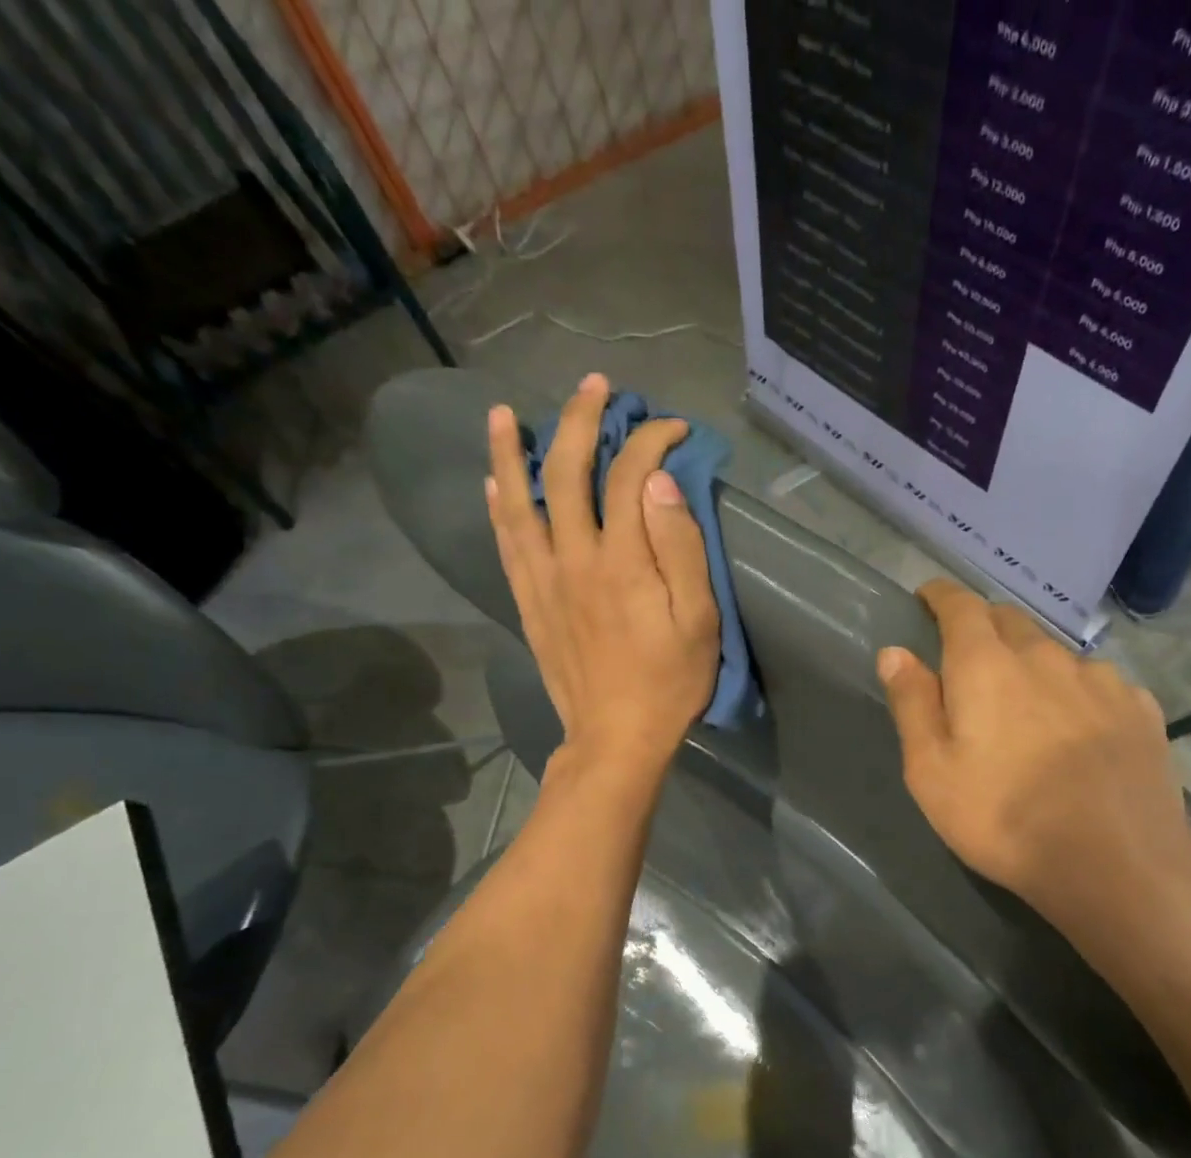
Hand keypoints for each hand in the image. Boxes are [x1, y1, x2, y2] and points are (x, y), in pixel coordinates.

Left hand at [486, 373, 719, 784]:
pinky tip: (492, 485)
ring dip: (511, 453)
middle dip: (580, 419)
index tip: (672, 427)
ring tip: (505, 415)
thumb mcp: (698, 620)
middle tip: (595, 386)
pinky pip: (506, 544)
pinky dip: (498, 508)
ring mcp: (543, 580)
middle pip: (566, 471)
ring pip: (518, 501)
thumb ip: (679, 547)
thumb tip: (657, 481)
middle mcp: (573, 558)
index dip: (649, 440)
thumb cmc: (669, 682)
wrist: (615, 738)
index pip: (627, 475)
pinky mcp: (529, 603)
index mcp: (621, 560)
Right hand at [877, 579, 1190, 934]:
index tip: (927, 598)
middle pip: (1009, 620)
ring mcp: (1101, 679)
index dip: (940, 596)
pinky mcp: (1140, 708)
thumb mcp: (931, 771)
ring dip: (1033, 663)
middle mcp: (1045, 656)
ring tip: (1028, 705)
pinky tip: (1080, 730)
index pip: (960, 606)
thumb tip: (894, 652)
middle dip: (983, 627)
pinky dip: (1077, 692)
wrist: (1116, 864)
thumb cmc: (1003, 819)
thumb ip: (912, 704)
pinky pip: (1099, 683)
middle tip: (969, 660)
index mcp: (986, 665)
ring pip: (1056, 653)